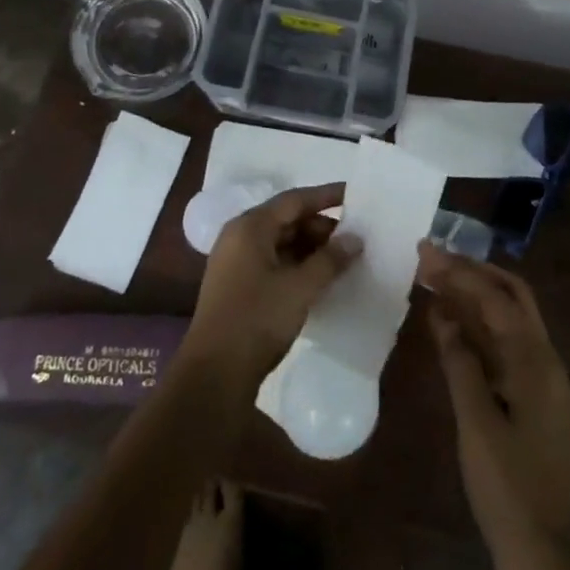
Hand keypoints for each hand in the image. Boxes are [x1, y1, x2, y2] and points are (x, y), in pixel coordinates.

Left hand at [181, 183, 359, 393]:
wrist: (214, 374)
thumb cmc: (257, 320)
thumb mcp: (300, 288)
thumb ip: (329, 260)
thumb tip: (355, 238)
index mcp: (250, 227)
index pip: (294, 200)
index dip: (326, 196)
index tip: (354, 195)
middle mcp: (240, 237)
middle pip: (286, 220)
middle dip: (321, 227)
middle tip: (354, 238)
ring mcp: (236, 262)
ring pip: (280, 242)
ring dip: (310, 248)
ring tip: (343, 259)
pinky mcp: (238, 285)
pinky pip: (273, 262)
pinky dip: (297, 265)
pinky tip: (320, 279)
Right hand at [418, 242, 569, 565]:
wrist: (546, 555)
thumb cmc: (509, 488)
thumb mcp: (477, 423)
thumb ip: (460, 363)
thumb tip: (443, 313)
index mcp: (536, 362)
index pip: (496, 298)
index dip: (460, 272)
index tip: (425, 252)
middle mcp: (544, 360)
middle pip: (511, 297)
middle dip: (473, 272)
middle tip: (432, 259)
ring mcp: (541, 380)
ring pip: (509, 319)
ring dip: (474, 295)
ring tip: (434, 279)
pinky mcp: (532, 398)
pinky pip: (505, 345)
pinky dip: (479, 327)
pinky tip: (450, 325)